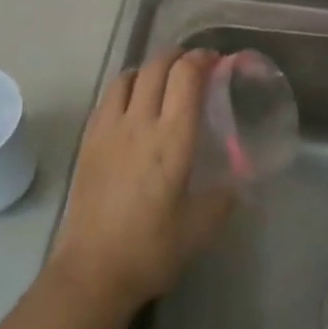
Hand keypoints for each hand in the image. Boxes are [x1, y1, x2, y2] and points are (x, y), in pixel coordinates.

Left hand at [47, 48, 233, 315]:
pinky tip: (133, 107)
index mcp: (172, 139)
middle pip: (156, 66)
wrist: (92, 271)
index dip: (202, 59)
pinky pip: (108, 98)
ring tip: (162, 81)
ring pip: (128, 76)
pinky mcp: (89, 142)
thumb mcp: (201, 227)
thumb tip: (239, 183)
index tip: (216, 61)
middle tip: (194, 65)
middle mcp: (139, 123)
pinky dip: (126, 88)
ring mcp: (108, 130)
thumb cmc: (152, 249)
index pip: (186, 76)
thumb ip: (224, 198)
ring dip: (149, 69)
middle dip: (178, 56)